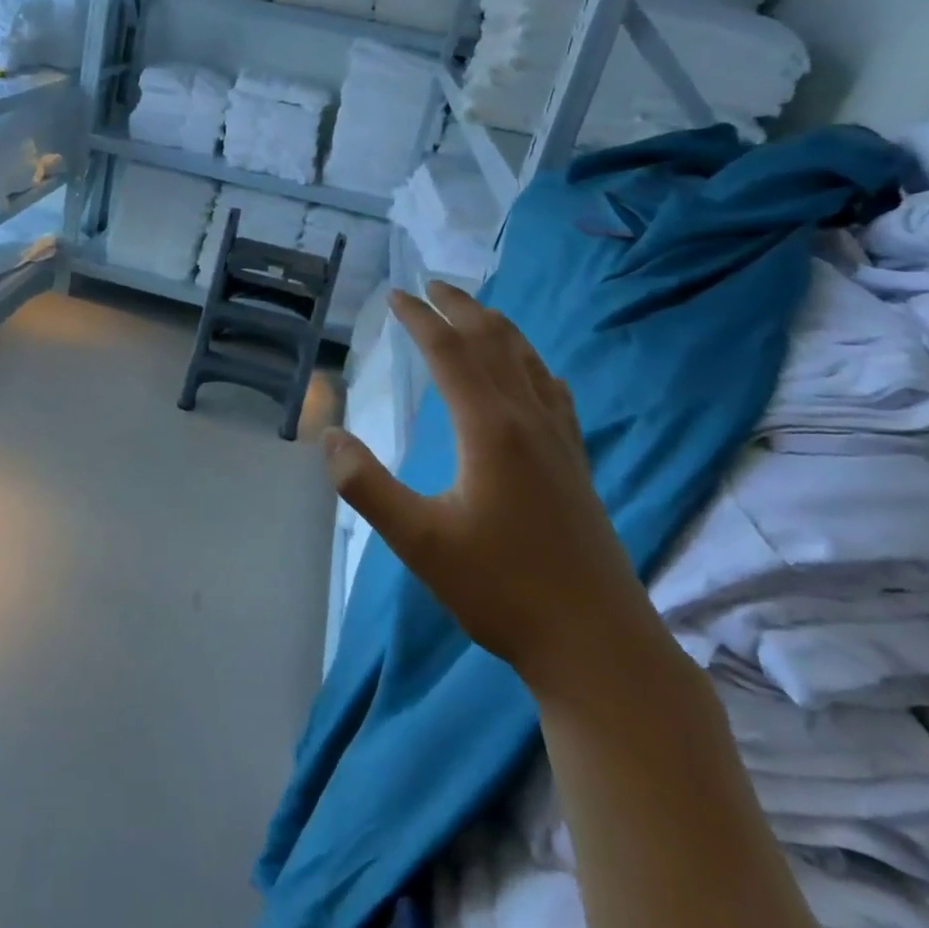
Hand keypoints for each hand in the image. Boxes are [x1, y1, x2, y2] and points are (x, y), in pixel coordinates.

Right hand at [323, 282, 662, 697]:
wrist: (597, 643)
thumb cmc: (501, 590)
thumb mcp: (418, 541)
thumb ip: (366, 485)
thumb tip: (330, 437)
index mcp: (490, 428)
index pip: (450, 352)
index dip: (420, 318)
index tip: (396, 295)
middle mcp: (529, 420)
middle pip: (494, 343)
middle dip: (460, 308)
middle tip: (432, 284)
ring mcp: (560, 441)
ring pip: (529, 362)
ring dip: (498, 328)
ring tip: (476, 312)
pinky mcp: (576, 465)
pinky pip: (555, 392)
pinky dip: (534, 364)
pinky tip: (537, 372)